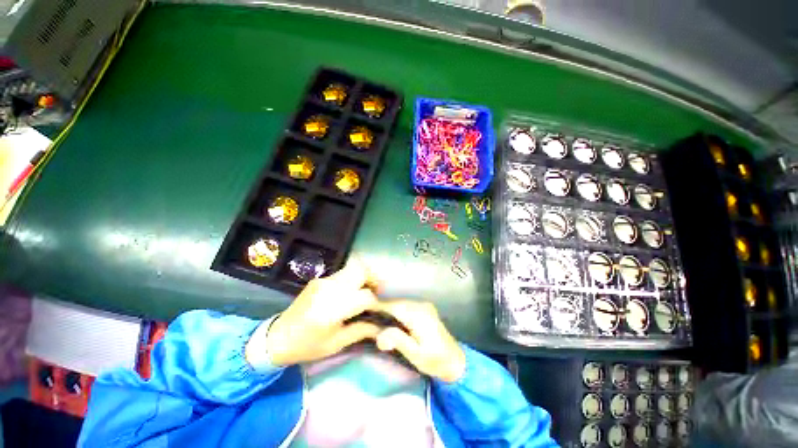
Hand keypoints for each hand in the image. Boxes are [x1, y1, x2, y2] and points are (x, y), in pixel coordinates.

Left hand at [263, 259, 381, 365]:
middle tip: (378, 291)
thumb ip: (362, 330)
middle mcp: (329, 289)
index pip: (365, 296)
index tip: (384, 308)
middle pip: (360, 270)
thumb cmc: (307, 346)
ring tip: (367, 290)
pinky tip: (350, 292)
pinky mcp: (319, 279)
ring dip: (363, 276)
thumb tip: (382, 326)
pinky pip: (342, 274)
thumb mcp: (336, 344)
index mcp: (332, 309)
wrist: (277, 337)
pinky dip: (352, 279)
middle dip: (374, 278)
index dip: (378, 301)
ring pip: (352, 268)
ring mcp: (323, 281)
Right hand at [373, 301, 465, 382]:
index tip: (364, 306)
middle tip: (366, 312)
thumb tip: (379, 335)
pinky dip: (397, 309)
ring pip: (401, 303)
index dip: (379, 305)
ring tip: (374, 314)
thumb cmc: (435, 361)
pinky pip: (407, 305)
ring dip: (389, 307)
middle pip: (397, 303)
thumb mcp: (416, 355)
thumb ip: (398, 341)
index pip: (394, 306)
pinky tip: (390, 316)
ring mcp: (424, 306)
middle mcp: (421, 306)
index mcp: (418, 316)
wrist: (456, 361)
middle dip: (382, 306)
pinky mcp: (425, 309)